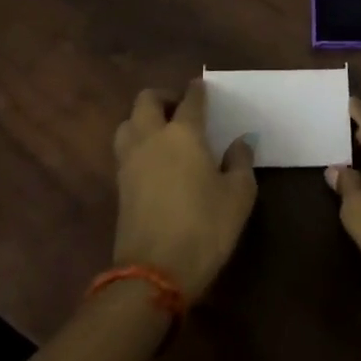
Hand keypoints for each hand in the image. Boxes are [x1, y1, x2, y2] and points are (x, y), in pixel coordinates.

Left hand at [112, 81, 257, 300]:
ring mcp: (130, 161)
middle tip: (180, 108)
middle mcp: (152, 137)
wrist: (154, 273)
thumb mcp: (238, 196)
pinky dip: (137, 144)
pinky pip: (125, 149)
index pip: (190, 99)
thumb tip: (241, 142)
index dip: (198, 90)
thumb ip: (241, 162)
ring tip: (161, 132)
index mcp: (183, 133)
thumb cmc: (204, 228)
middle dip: (163, 97)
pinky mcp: (120, 185)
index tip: (202, 88)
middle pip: (147, 100)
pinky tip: (153, 159)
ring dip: (143, 119)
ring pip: (128, 122)